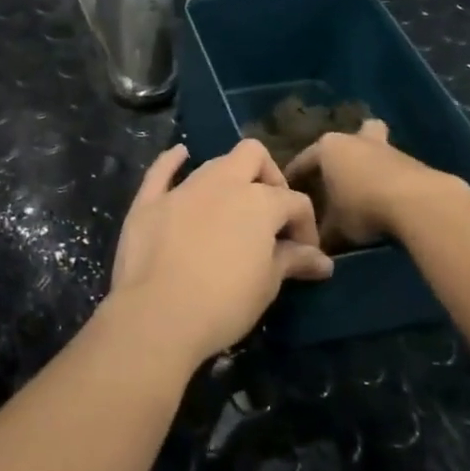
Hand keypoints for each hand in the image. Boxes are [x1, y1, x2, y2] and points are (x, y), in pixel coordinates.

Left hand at [107, 141, 333, 367]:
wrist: (157, 315)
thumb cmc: (224, 303)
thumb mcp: (267, 285)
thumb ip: (292, 261)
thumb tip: (321, 261)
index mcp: (259, 201)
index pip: (295, 202)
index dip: (305, 226)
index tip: (304, 255)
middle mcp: (222, 183)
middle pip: (253, 155)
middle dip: (268, 176)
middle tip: (270, 213)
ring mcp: (182, 189)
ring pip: (213, 164)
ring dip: (228, 178)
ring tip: (231, 208)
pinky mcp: (148, 202)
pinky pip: (161, 170)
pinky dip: (173, 161)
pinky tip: (180, 155)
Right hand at [284, 120, 469, 247]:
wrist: (418, 203)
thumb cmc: (363, 207)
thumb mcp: (334, 227)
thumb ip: (322, 232)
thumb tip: (315, 243)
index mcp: (329, 148)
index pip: (304, 161)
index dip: (295, 178)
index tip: (289, 192)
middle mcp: (356, 141)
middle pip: (347, 140)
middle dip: (344, 154)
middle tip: (338, 175)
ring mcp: (387, 149)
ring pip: (374, 150)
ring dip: (369, 167)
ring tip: (365, 192)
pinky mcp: (414, 162)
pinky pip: (394, 169)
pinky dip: (390, 181)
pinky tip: (389, 200)